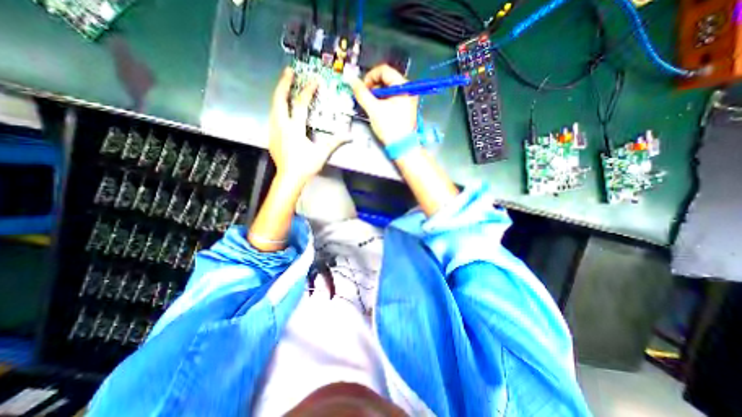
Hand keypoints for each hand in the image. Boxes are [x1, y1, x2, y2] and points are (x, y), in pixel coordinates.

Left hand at [269, 66, 347, 183]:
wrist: (289, 178)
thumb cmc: (305, 166)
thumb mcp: (321, 153)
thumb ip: (334, 142)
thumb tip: (348, 135)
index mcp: (294, 129)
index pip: (300, 104)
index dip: (307, 91)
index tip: (313, 81)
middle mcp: (281, 126)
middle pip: (279, 99)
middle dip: (284, 83)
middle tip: (289, 72)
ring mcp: (274, 131)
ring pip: (273, 107)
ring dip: (279, 94)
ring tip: (285, 86)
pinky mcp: (272, 137)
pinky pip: (273, 116)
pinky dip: (277, 107)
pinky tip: (282, 108)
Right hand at [350, 63, 416, 144]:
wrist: (402, 147)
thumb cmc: (390, 128)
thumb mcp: (373, 109)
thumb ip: (362, 93)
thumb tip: (351, 80)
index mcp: (403, 86)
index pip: (384, 70)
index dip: (370, 77)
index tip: (362, 88)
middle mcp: (407, 90)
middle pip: (386, 79)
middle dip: (373, 87)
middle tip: (365, 98)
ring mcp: (407, 99)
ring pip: (387, 90)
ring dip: (376, 95)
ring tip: (371, 106)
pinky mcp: (404, 108)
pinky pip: (391, 98)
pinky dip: (382, 101)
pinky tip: (377, 110)